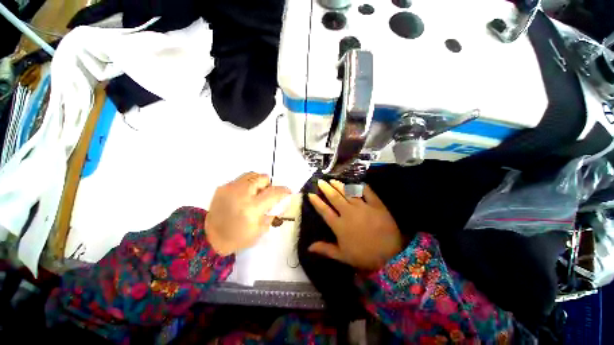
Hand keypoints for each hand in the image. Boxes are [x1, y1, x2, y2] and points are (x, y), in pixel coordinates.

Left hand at [205, 172, 290, 255]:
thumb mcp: (260, 230)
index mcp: (252, 208)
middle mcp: (241, 194)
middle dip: (268, 185)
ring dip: (258, 182)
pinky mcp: (222, 187)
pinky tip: (243, 195)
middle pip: (262, 178)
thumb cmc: (238, 237)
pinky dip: (246, 184)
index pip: (273, 193)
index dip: (283, 190)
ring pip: (252, 175)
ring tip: (255, 193)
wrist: (210, 238)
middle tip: (266, 195)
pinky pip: (240, 179)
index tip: (288, 191)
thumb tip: (282, 202)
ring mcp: (230, 189)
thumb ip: (273, 214)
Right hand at [308, 180, 402, 270]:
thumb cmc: (364, 256)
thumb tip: (308, 247)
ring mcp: (363, 207)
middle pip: (335, 198)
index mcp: (339, 225)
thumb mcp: (342, 256)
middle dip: (326, 189)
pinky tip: (356, 183)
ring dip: (339, 185)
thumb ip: (325, 249)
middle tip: (320, 181)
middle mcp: (348, 213)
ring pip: (348, 192)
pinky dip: (361, 186)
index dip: (316, 202)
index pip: (324, 211)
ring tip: (333, 180)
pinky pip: (367, 192)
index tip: (310, 194)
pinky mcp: (376, 204)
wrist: (391, 256)